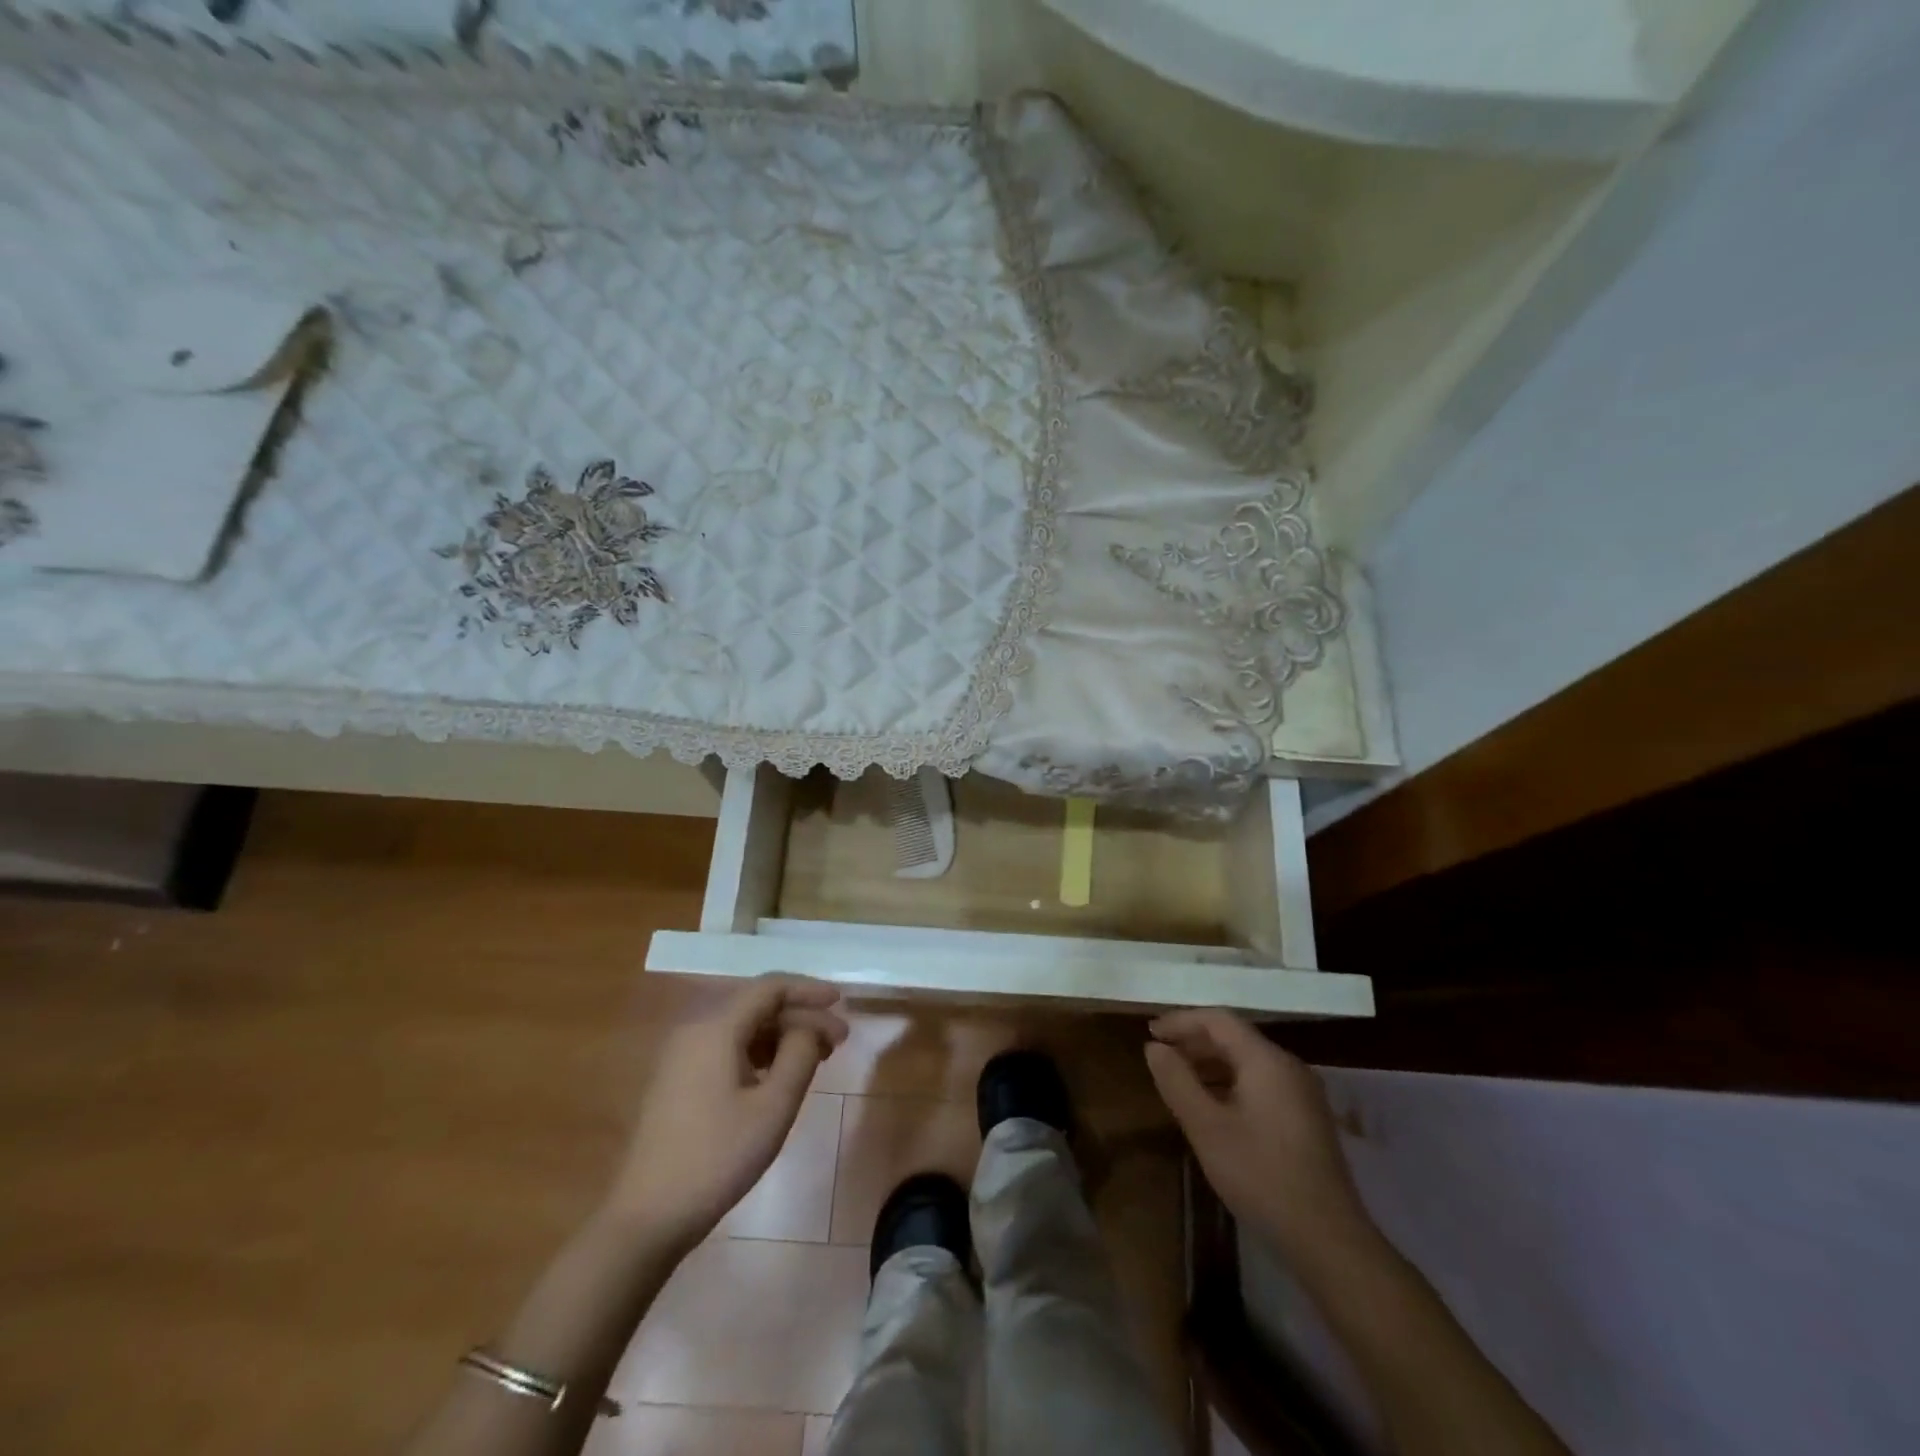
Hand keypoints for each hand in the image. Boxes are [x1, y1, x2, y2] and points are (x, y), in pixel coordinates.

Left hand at [605, 975, 847, 1253]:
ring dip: (781, 1035)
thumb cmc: (717, 1157)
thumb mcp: (773, 1106)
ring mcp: (682, 1055)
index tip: (842, 1003)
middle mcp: (695, 1029)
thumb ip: (800, 1053)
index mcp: (715, 1027)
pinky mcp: (678, 1079)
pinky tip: (779, 1075)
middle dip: (800, 1016)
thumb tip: (810, 1026)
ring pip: (742, 1027)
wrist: (647, 1217)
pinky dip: (759, 1051)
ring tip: (817, 1058)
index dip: (809, 990)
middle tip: (838, 1041)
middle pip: (756, 1004)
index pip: (770, 987)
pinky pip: (726, 1047)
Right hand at [1146, 1009, 1372, 1264]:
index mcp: (1267, 1060)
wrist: (1329, 1241)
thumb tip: (1154, 1048)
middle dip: (1194, 1042)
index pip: (1218, 1020)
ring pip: (1248, 1062)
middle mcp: (1289, 1067)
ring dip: (1210, 1064)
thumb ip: (1177, 1081)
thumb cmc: (1261, 1176)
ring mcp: (1302, 1093)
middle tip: (1160, 1058)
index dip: (1181, 1021)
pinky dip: (1230, 1084)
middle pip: (1235, 1038)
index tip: (1151, 1034)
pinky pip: (1261, 1083)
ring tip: (1179, 1082)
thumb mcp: (1206, 1128)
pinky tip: (1212, 1108)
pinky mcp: (1307, 1118)